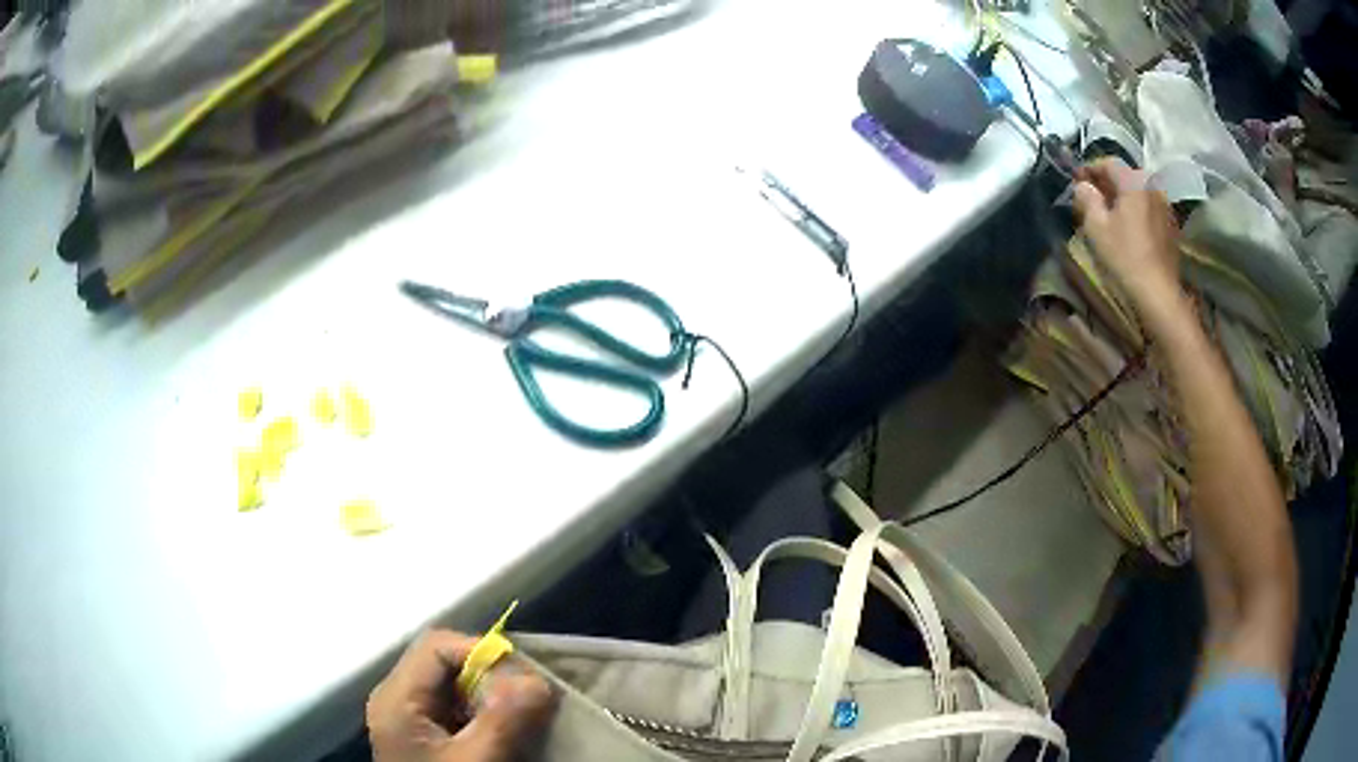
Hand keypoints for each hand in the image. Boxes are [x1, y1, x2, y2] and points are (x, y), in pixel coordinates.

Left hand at [367, 630, 554, 761]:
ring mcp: (407, 714)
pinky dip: (481, 710)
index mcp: (397, 696)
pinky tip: (501, 729)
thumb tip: (538, 680)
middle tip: (527, 698)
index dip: (479, 651)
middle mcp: (396, 696)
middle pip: (443, 662)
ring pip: (451, 683)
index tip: (522, 676)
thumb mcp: (474, 759)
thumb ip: (502, 720)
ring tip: (519, 714)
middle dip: (489, 675)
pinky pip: (452, 705)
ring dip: (488, 694)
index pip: (437, 646)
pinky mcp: (422, 731)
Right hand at [1073, 159, 1185, 323]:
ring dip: (1123, 199)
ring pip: (1138, 193)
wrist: (1158, 293)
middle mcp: (1152, 186)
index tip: (1077, 180)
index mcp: (1133, 181)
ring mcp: (1165, 206)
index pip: (1108, 163)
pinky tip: (1128, 229)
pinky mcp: (1171, 226)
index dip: (1090, 169)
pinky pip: (1148, 209)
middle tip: (1092, 198)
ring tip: (1110, 215)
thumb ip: (1086, 198)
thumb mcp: (1096, 226)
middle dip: (1107, 184)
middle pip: (1125, 177)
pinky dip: (1136, 212)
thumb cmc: (1125, 256)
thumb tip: (1083, 186)